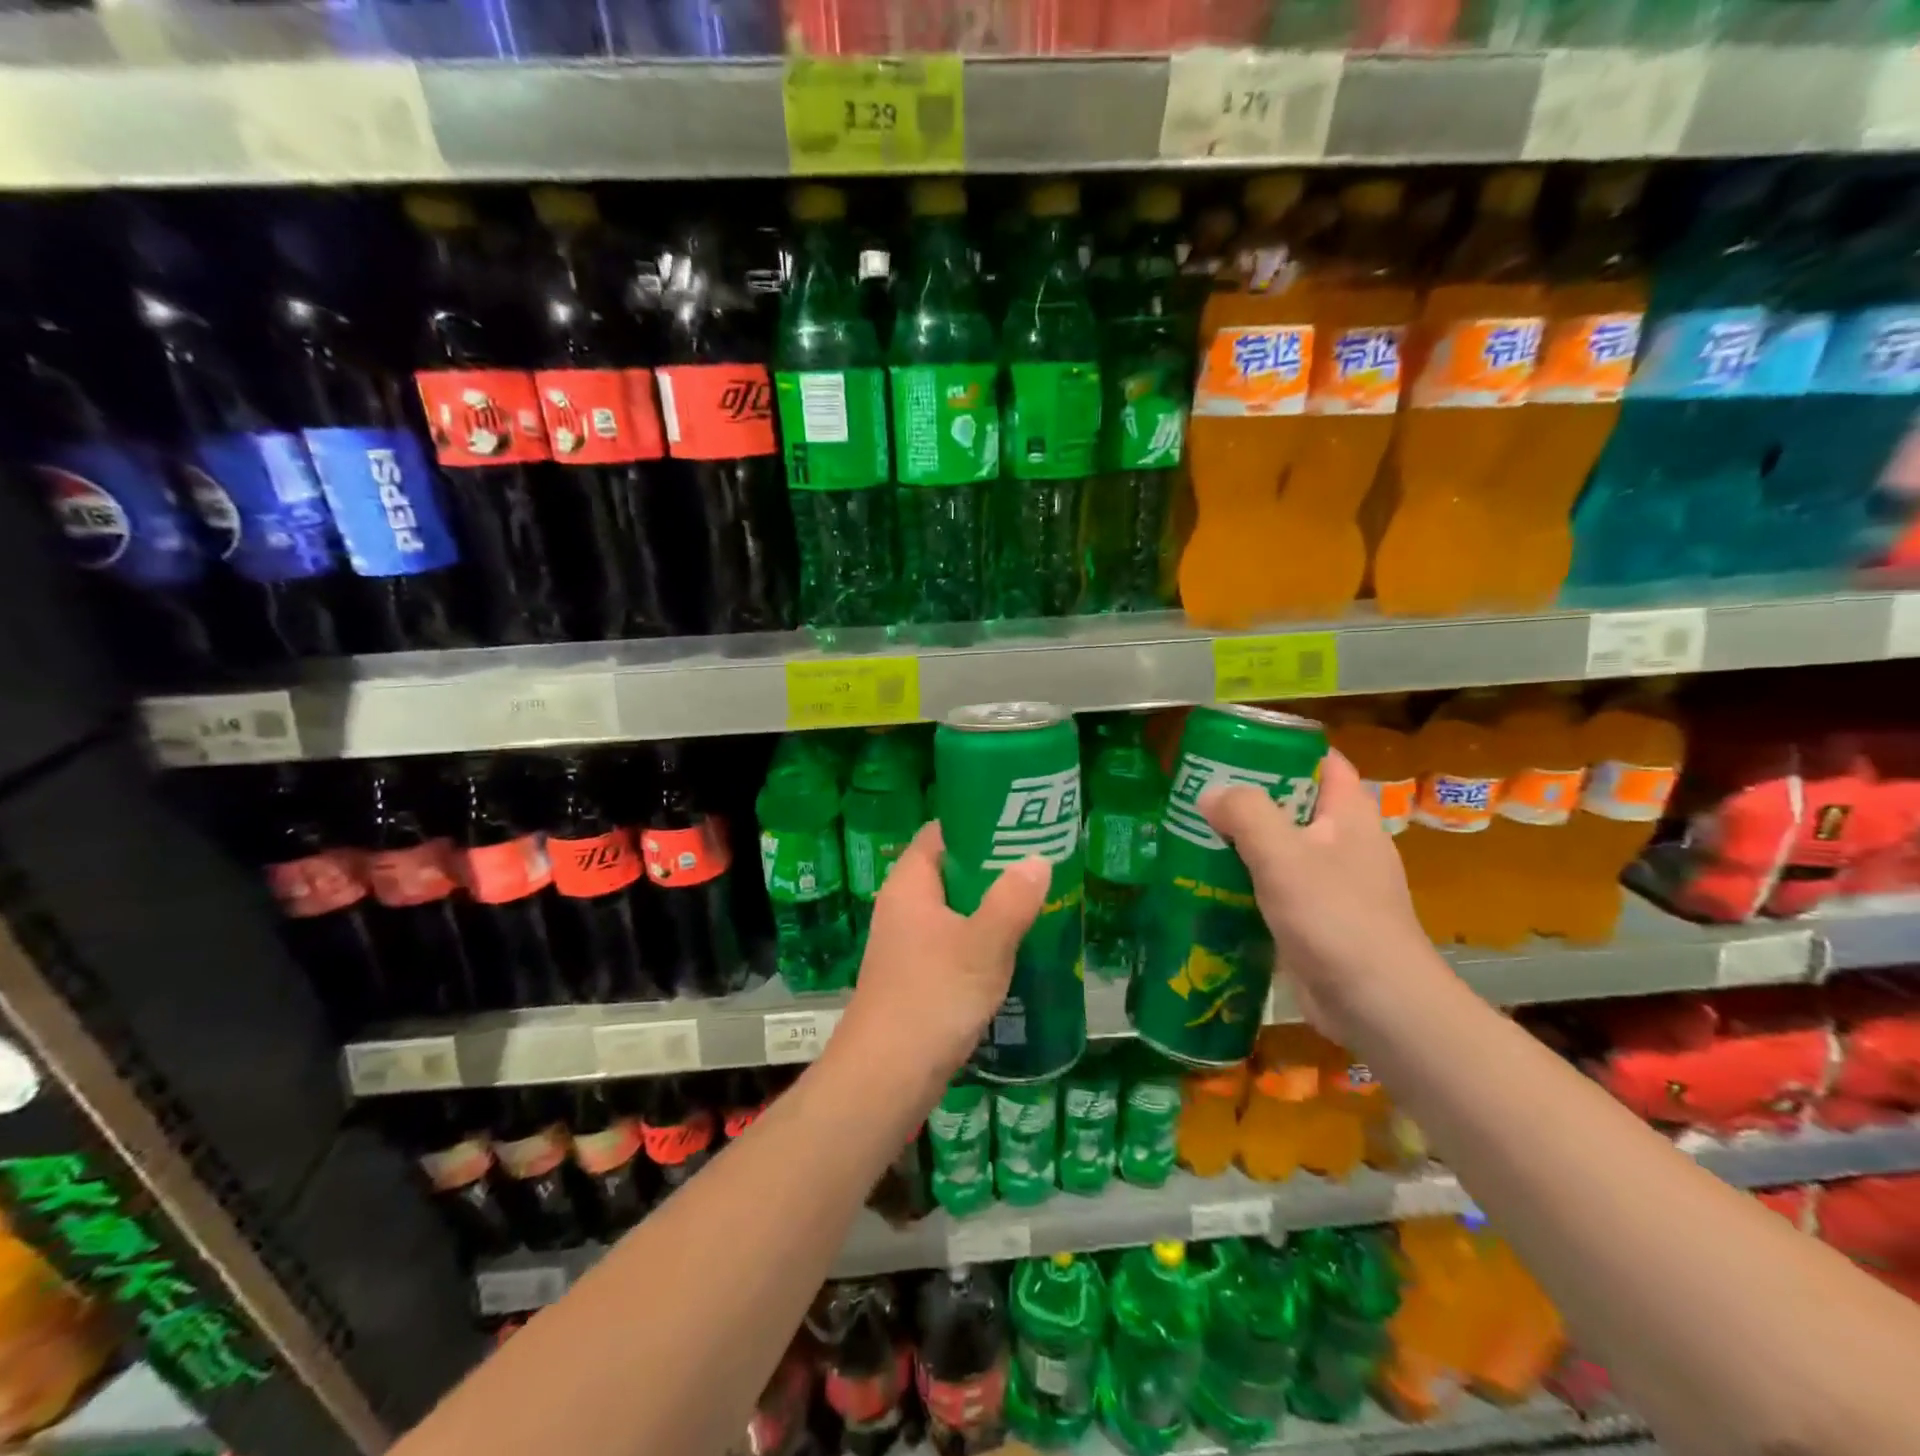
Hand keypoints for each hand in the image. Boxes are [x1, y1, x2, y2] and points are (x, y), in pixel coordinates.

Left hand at [835, 821, 1049, 1096]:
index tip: (1020, 821)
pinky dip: (983, 939)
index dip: (977, 822)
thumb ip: (1012, 900)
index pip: (940, 833)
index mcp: (910, 884)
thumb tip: (1038, 859)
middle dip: (994, 866)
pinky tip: (1017, 949)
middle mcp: (904, 906)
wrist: (886, 1077)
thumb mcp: (982, 945)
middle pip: (951, 870)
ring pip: (956, 910)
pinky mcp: (918, 976)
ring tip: (1039, 901)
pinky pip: (955, 942)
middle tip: (1042, 862)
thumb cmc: (932, 997)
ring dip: (992, 906)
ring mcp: (909, 943)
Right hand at [1201, 748, 1444, 1045]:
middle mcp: (1346, 845)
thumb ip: (1245, 814)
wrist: (1378, 1006)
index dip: (1285, 749)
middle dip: (1250, 799)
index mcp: (1350, 816)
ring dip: (1242, 844)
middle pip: (1296, 805)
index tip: (1236, 749)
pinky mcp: (1318, 922)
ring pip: (1282, 850)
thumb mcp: (1283, 855)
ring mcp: (1334, 886)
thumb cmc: (1335, 917)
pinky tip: (1210, 888)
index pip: (1324, 763)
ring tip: (1193, 837)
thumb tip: (1209, 794)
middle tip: (1200, 796)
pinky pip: (1277, 889)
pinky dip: (1247, 883)